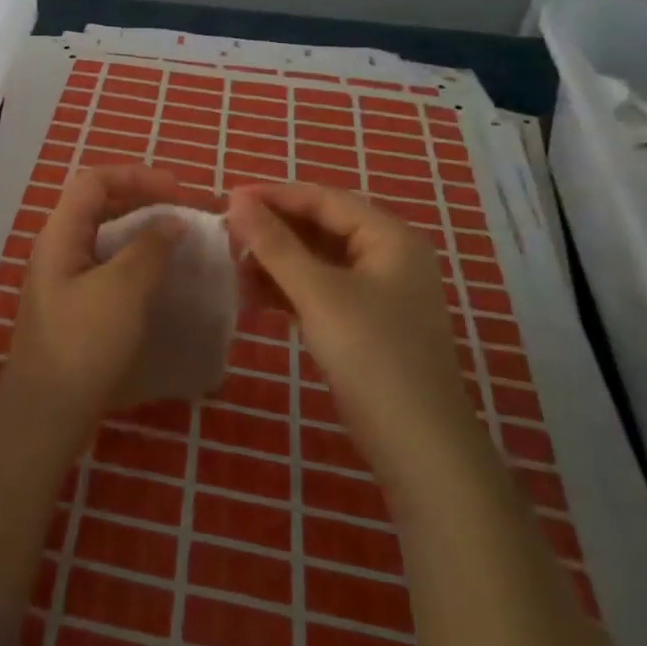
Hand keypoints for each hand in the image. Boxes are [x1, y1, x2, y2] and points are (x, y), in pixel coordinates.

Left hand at [1, 166, 184, 441]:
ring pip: (103, 237)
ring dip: (139, 232)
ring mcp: (63, 279)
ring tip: (175, 243)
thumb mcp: (123, 289)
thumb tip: (172, 220)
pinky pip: (105, 267)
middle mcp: (57, 248)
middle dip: (140, 200)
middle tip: (180, 213)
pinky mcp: (73, 307)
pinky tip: (157, 280)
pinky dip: (133, 262)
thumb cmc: (84, 342)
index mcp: (61, 234)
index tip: (176, 191)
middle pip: (98, 205)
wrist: (47, 413)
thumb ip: (150, 248)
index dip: (136, 176)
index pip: (94, 180)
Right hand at [226, 183, 469, 470]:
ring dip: (277, 263)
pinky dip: (290, 290)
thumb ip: (275, 244)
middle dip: (274, 232)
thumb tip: (237, 199)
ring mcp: (379, 292)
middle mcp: (388, 256)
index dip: (275, 196)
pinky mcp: (366, 324)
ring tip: (234, 270)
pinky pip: (322, 290)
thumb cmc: (372, 356)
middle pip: (321, 227)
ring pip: (318, 261)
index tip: (227, 200)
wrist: (420, 448)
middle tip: (226, 236)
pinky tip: (255, 298)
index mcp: (389, 237)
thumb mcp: (318, 293)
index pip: (324, 199)